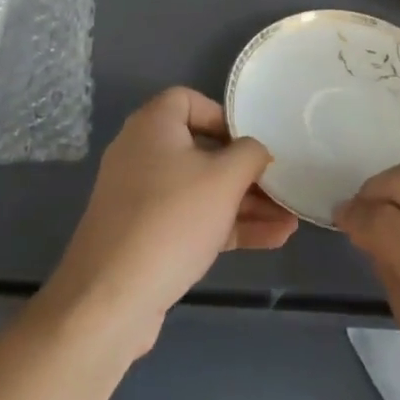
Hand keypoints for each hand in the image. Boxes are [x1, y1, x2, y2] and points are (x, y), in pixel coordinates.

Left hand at [42, 87, 297, 355]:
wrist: (110, 298)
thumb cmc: (172, 220)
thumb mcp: (224, 180)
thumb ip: (250, 155)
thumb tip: (257, 150)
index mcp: (152, 125)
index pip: (188, 100)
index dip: (223, 116)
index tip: (251, 141)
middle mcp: (141, 153)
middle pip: (200, 149)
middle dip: (245, 171)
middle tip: (280, 186)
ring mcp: (140, 197)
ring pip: (200, 189)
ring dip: (243, 203)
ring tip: (289, 220)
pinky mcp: (143, 235)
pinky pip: (190, 219)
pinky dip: (225, 225)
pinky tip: (271, 240)